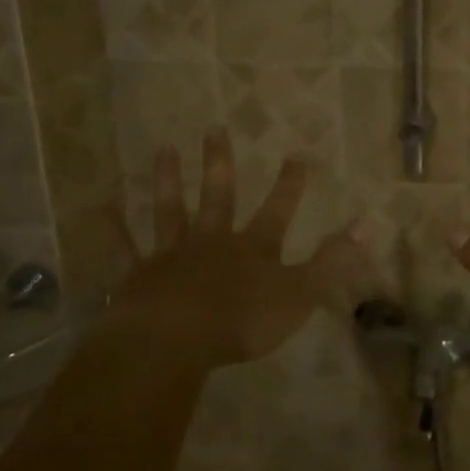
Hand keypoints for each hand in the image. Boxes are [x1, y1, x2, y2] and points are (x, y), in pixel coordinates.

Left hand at [109, 129, 371, 366]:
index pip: (278, 209)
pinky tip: (100, 205)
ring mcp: (172, 255)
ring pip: (171, 211)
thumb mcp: (300, 294)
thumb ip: (333, 261)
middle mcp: (213, 241)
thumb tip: (369, 225)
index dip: (289, 185)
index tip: (296, 155)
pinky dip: (112, 227)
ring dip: (168, 180)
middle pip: (219, 196)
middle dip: (220, 164)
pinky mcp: (139, 276)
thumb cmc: (242, 321)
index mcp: (253, 249)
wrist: (174, 341)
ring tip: (163, 149)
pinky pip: (123, 248)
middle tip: (214, 129)